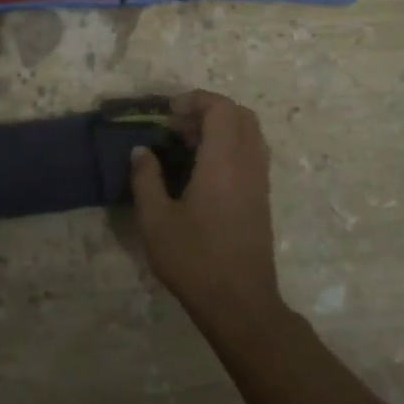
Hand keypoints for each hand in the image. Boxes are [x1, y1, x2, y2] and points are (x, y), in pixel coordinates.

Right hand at [130, 91, 286, 335]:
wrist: (240, 303)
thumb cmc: (194, 260)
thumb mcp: (155, 221)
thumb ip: (146, 179)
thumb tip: (141, 150)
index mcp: (223, 162)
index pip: (221, 109)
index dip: (196, 100)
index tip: (169, 112)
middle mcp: (248, 164)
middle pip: (240, 114)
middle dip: (209, 110)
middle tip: (178, 126)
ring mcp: (259, 181)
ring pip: (250, 133)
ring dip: (222, 127)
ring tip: (188, 145)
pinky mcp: (262, 197)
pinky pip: (252, 153)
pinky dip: (231, 145)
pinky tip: (204, 169)